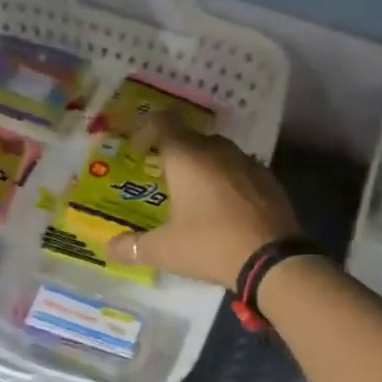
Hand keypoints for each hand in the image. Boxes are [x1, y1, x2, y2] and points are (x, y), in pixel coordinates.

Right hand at [104, 113, 299, 288]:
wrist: (273, 259)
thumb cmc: (210, 245)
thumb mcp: (164, 250)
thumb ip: (133, 247)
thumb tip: (108, 248)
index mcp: (187, 157)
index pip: (163, 122)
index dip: (146, 131)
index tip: (138, 152)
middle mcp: (217, 150)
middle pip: (191, 138)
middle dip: (174, 154)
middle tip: (164, 181)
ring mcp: (248, 162)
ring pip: (218, 154)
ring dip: (203, 168)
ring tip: (194, 197)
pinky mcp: (269, 180)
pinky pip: (240, 172)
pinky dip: (227, 182)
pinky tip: (225, 210)